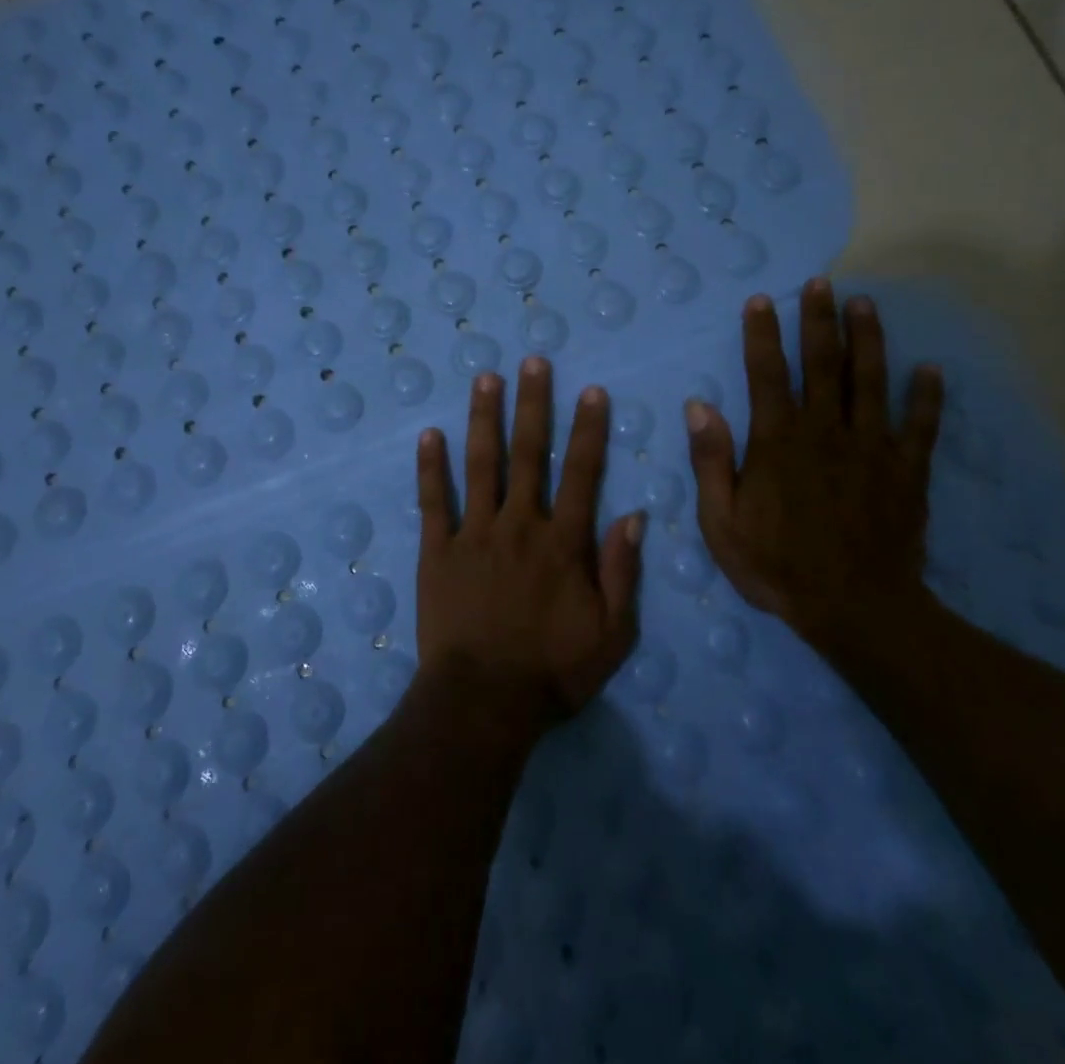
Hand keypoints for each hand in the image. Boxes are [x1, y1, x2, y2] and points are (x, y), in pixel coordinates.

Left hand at [415, 358, 644, 726]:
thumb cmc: (553, 671)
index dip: (588, 430)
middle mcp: (520, 525)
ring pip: (480, 465)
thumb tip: (634, 515)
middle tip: (532, 362)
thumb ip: (622, 571)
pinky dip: (431, 467)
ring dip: (484, 419)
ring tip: (486, 379)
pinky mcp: (437, 552)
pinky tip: (430, 434)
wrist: (484, 702)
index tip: (591, 391)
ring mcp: (474, 534)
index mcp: (563, 542)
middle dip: (533, 405)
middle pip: (528, 454)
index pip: (581, 473)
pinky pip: (433, 502)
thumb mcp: (612, 632)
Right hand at [686, 280, 943, 657]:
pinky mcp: (907, 471)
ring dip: (869, 339)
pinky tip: (931, 369)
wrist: (854, 609)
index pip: (767, 374)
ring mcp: (872, 448)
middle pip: (823, 364)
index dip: (763, 335)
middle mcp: (826, 431)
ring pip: (871, 381)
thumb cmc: (777, 566)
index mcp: (779, 442)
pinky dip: (927, 396)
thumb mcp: (722, 522)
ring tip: (866, 304)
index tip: (762, 301)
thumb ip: (711, 461)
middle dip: (819, 320)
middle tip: (821, 283)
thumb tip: (700, 406)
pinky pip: (921, 425)